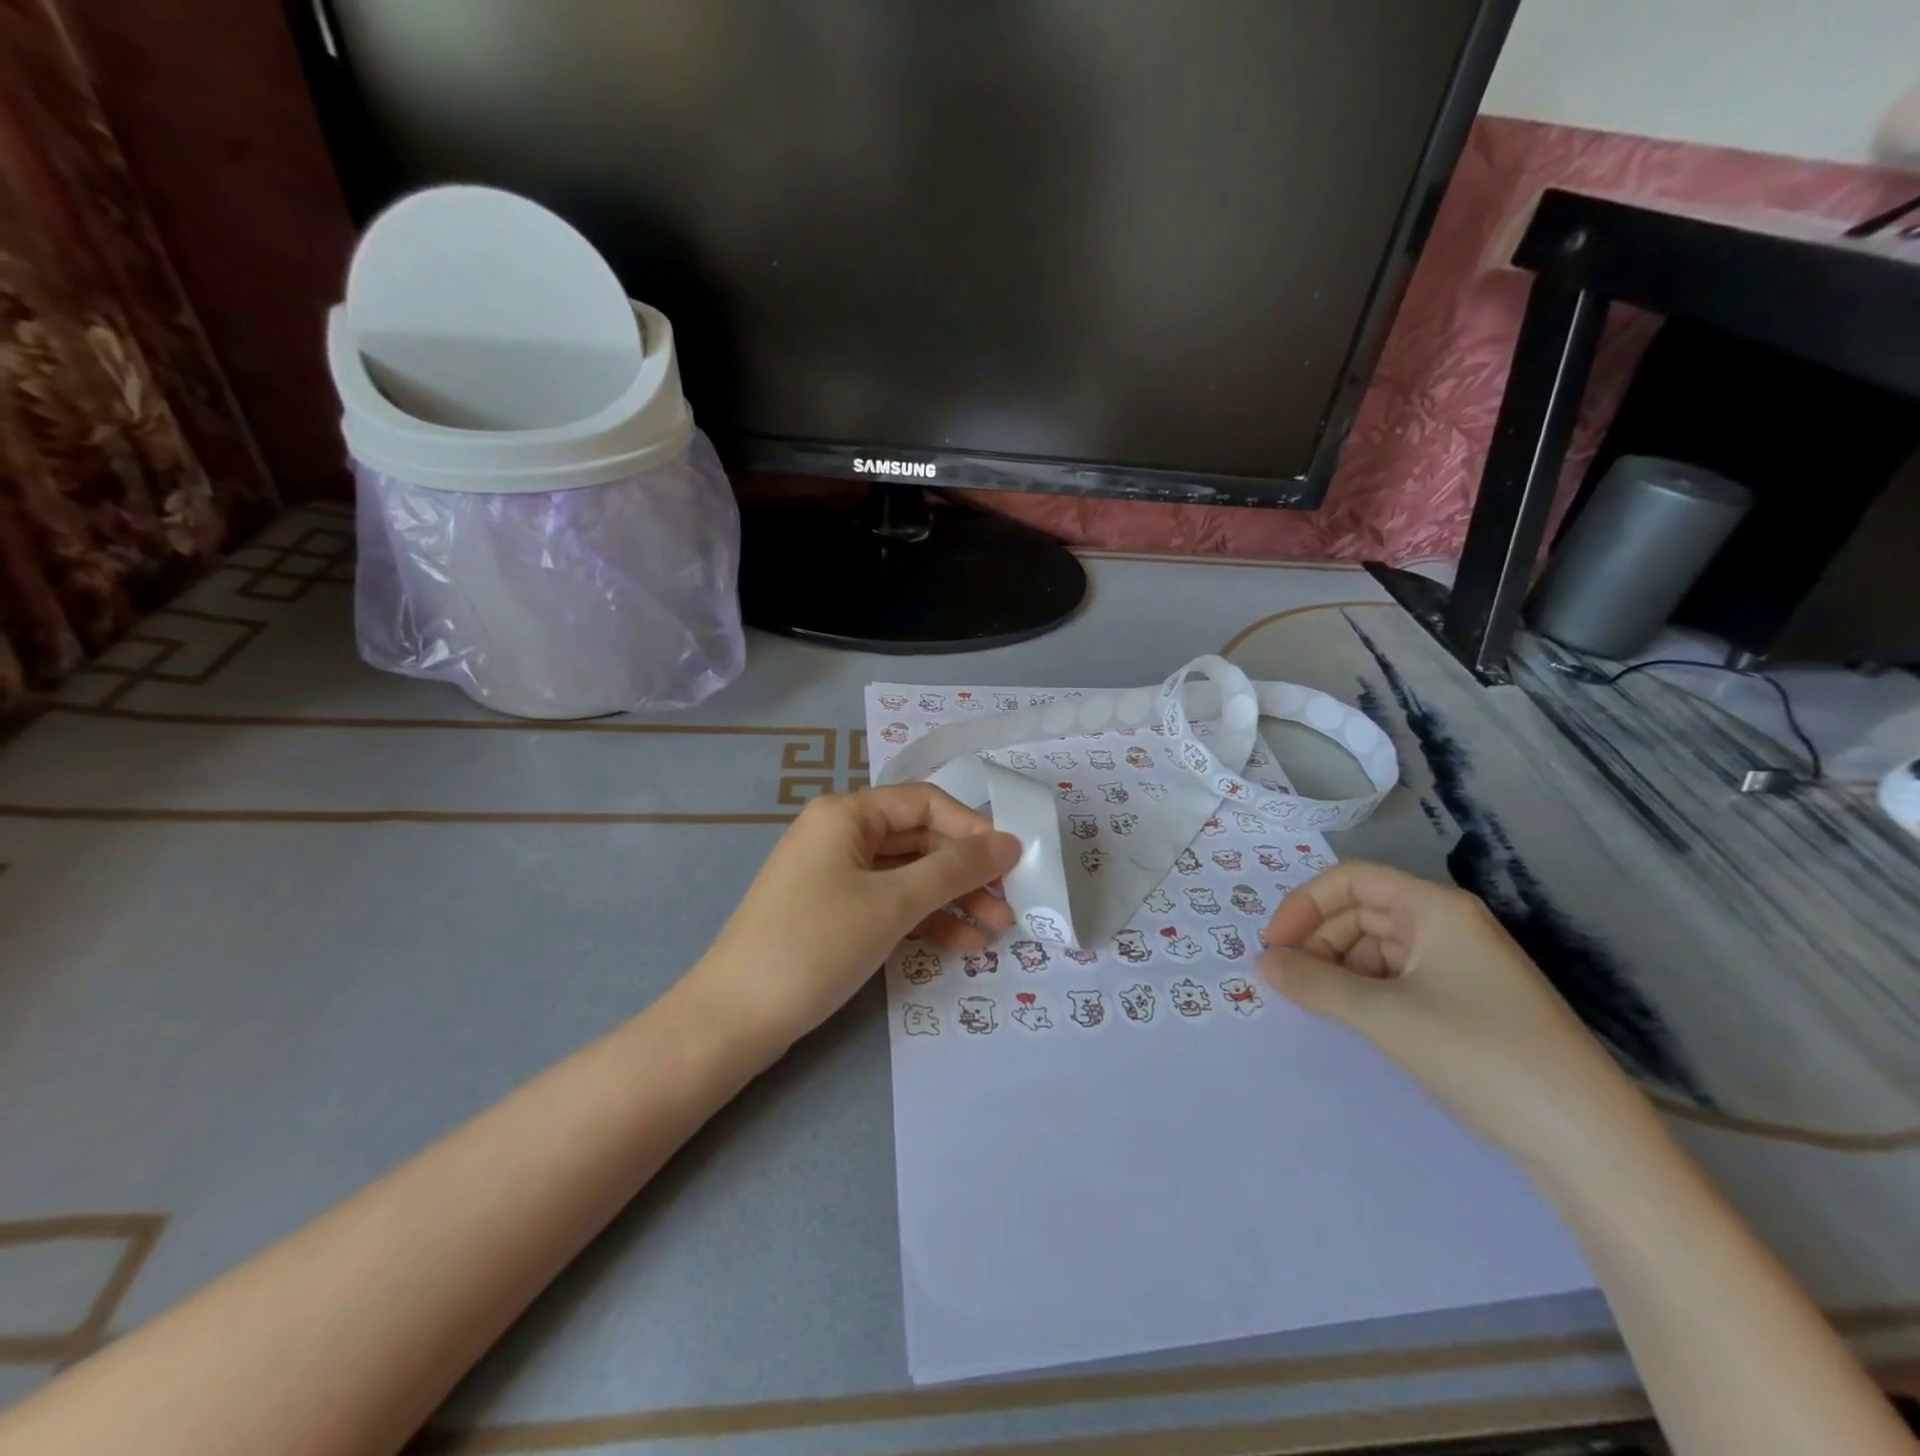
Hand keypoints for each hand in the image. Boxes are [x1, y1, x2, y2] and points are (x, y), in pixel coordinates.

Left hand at [692, 785, 1021, 1053]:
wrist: (733, 1019)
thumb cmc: (816, 945)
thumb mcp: (893, 904)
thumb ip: (955, 870)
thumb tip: (1009, 842)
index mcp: (847, 813)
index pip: (926, 803)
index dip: (973, 830)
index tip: (1013, 864)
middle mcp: (840, 833)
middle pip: (919, 840)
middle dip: (966, 873)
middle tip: (1010, 905)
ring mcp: (834, 874)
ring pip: (908, 875)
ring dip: (952, 900)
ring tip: (996, 930)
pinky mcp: (833, 911)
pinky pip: (889, 903)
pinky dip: (924, 919)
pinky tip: (961, 944)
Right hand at [1258, 861, 1643, 1169]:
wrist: (1589, 1142)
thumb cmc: (1480, 1055)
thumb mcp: (1384, 1016)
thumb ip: (1314, 984)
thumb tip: (1263, 963)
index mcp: (1435, 908)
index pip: (1350, 880)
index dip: (1303, 905)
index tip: (1272, 947)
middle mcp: (1449, 925)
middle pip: (1362, 910)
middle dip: (1318, 939)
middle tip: (1288, 981)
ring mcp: (1463, 965)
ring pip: (1378, 946)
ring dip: (1339, 967)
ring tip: (1317, 1004)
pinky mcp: (1470, 1003)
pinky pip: (1400, 978)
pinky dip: (1366, 990)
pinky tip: (1355, 1019)